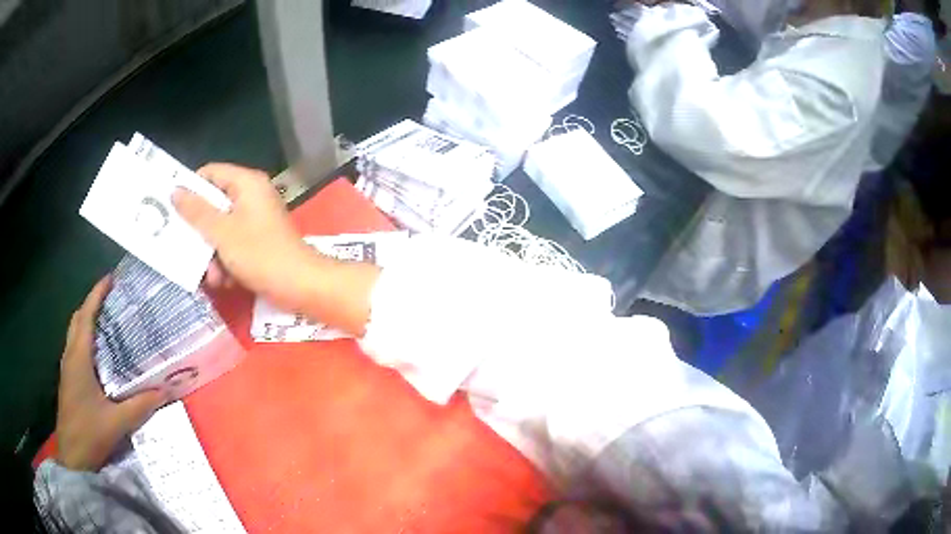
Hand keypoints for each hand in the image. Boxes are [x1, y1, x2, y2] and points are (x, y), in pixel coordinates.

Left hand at [56, 278, 166, 471]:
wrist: (72, 456)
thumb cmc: (89, 433)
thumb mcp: (117, 422)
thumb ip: (140, 405)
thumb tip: (165, 390)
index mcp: (79, 358)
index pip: (86, 316)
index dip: (96, 294)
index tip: (110, 278)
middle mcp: (70, 356)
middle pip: (77, 319)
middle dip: (91, 303)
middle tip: (109, 297)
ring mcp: (67, 368)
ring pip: (74, 332)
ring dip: (86, 319)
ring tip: (104, 318)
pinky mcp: (68, 379)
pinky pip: (74, 347)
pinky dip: (83, 337)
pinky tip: (96, 351)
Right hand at [172, 163, 320, 312]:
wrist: (301, 286)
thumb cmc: (259, 254)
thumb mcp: (222, 232)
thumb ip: (197, 212)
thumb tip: (175, 190)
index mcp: (246, 183)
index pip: (211, 173)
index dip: (191, 188)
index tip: (173, 209)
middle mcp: (252, 196)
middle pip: (213, 204)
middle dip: (200, 232)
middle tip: (187, 249)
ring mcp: (256, 219)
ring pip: (221, 230)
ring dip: (212, 255)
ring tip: (213, 276)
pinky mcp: (259, 241)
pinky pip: (233, 245)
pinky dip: (227, 262)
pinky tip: (226, 282)